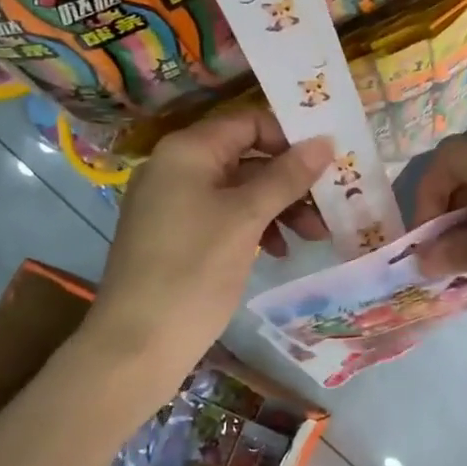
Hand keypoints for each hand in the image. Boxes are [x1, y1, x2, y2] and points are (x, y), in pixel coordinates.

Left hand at [89, 110, 331, 376]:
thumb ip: (287, 176)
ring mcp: (173, 202)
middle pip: (247, 157)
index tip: (327, 163)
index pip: (249, 121)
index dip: (290, 137)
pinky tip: (277, 251)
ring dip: (279, 207)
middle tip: (329, 206)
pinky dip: (255, 226)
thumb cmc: (194, 269)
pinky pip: (224, 216)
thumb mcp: (246, 218)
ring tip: (314, 236)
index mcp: (188, 150)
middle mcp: (177, 166)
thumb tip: (325, 141)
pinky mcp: (176, 234)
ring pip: (239, 190)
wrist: (137, 344)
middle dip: (291, 180)